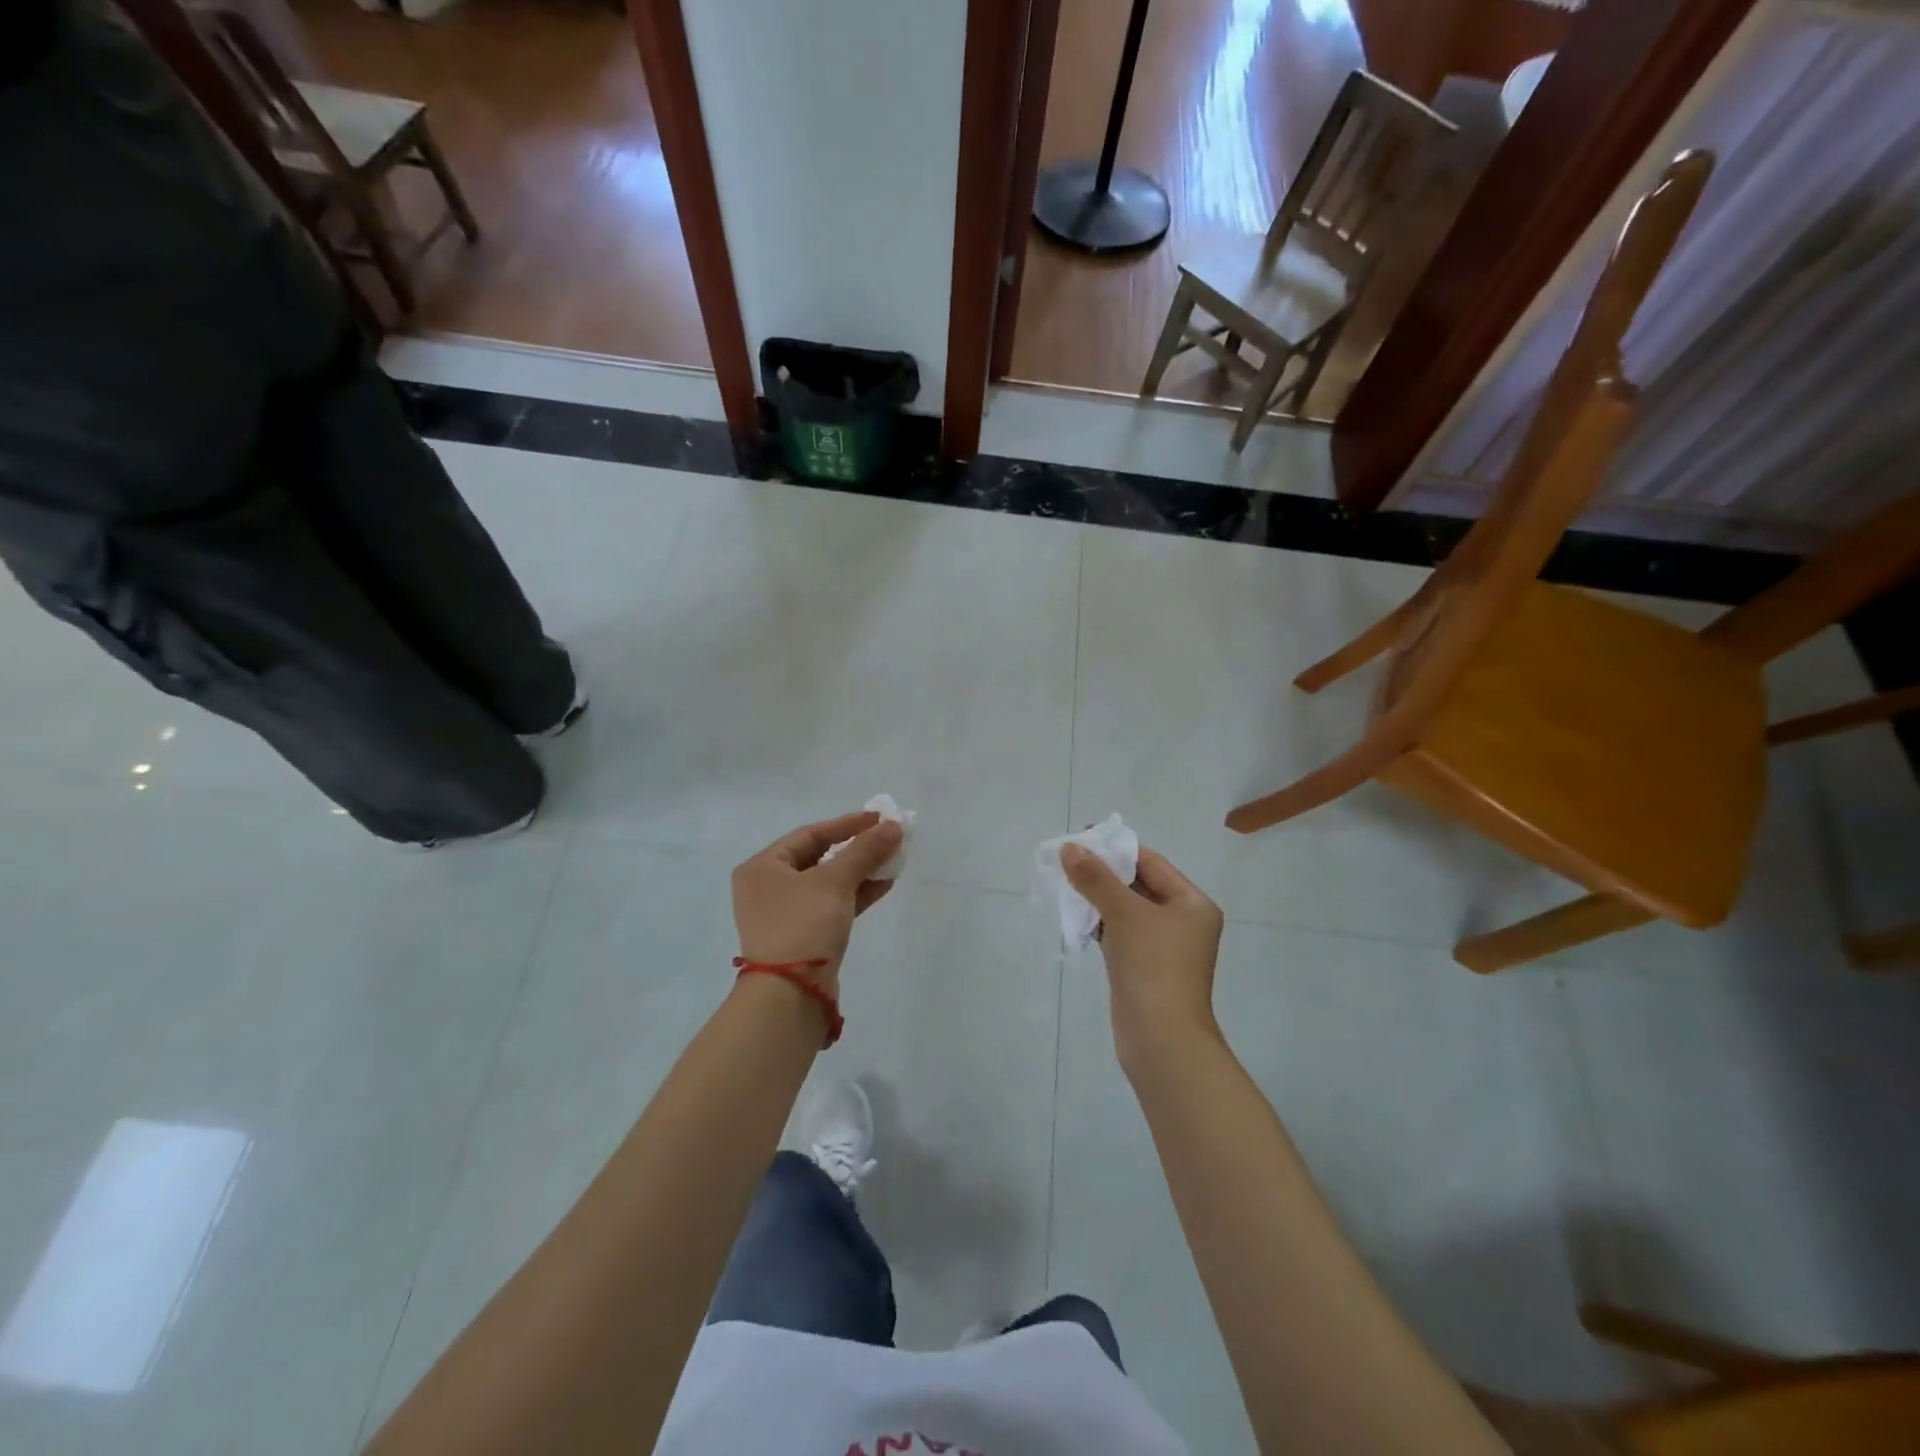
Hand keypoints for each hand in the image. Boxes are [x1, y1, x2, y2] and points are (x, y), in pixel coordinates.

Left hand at [732, 811, 903, 989]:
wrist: (790, 995)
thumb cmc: (803, 925)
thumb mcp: (835, 881)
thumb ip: (865, 850)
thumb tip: (894, 825)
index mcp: (762, 867)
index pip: (810, 834)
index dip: (847, 824)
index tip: (879, 819)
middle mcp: (768, 887)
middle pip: (819, 857)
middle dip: (856, 849)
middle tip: (888, 840)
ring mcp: (784, 914)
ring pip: (828, 883)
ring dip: (860, 871)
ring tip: (892, 862)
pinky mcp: (802, 937)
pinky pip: (831, 905)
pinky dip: (855, 894)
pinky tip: (883, 885)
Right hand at [1061, 843, 1223, 1071]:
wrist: (1161, 1040)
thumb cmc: (1153, 967)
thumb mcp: (1125, 914)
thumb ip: (1096, 879)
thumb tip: (1070, 848)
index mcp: (1192, 903)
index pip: (1151, 863)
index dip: (1116, 849)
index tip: (1082, 838)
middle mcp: (1182, 922)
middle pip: (1139, 885)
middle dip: (1103, 873)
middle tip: (1067, 860)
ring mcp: (1163, 947)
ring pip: (1126, 910)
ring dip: (1098, 897)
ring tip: (1065, 883)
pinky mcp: (1143, 968)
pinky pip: (1120, 934)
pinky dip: (1100, 923)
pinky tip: (1075, 916)